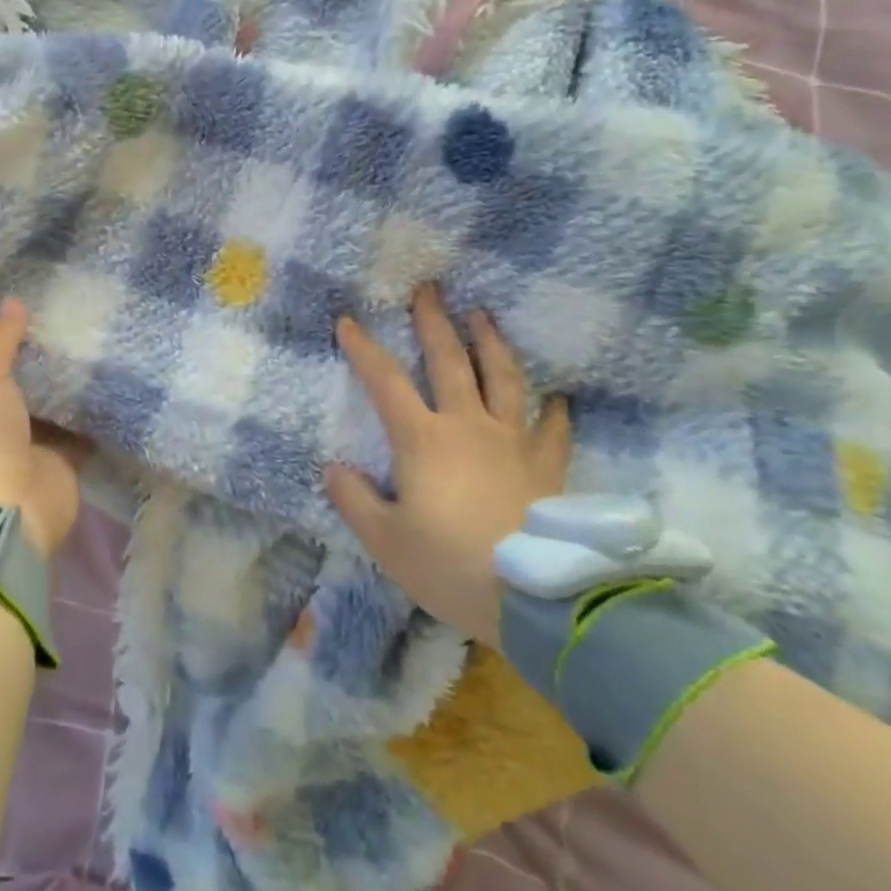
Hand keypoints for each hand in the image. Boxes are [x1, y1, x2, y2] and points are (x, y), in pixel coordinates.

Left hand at [0, 298, 85, 556]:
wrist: (6, 511)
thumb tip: (13, 300)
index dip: (1, 355)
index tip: (30, 327)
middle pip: (20, 395)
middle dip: (41, 373)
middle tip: (72, 335)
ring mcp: (27, 453)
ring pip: (52, 416)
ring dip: (69, 395)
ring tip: (98, 353)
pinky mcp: (60, 469)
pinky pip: (80, 438)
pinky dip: (94, 421)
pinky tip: (115, 391)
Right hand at [326, 286, 570, 647]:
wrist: (535, 601)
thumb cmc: (450, 566)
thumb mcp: (386, 541)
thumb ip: (354, 501)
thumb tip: (333, 469)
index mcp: (423, 439)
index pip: (385, 382)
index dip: (364, 349)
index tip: (348, 321)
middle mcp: (468, 426)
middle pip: (450, 361)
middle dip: (435, 322)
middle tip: (429, 289)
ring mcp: (512, 442)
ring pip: (504, 378)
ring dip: (491, 342)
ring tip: (483, 315)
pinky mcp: (546, 467)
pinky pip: (552, 430)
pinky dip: (554, 410)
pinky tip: (556, 397)